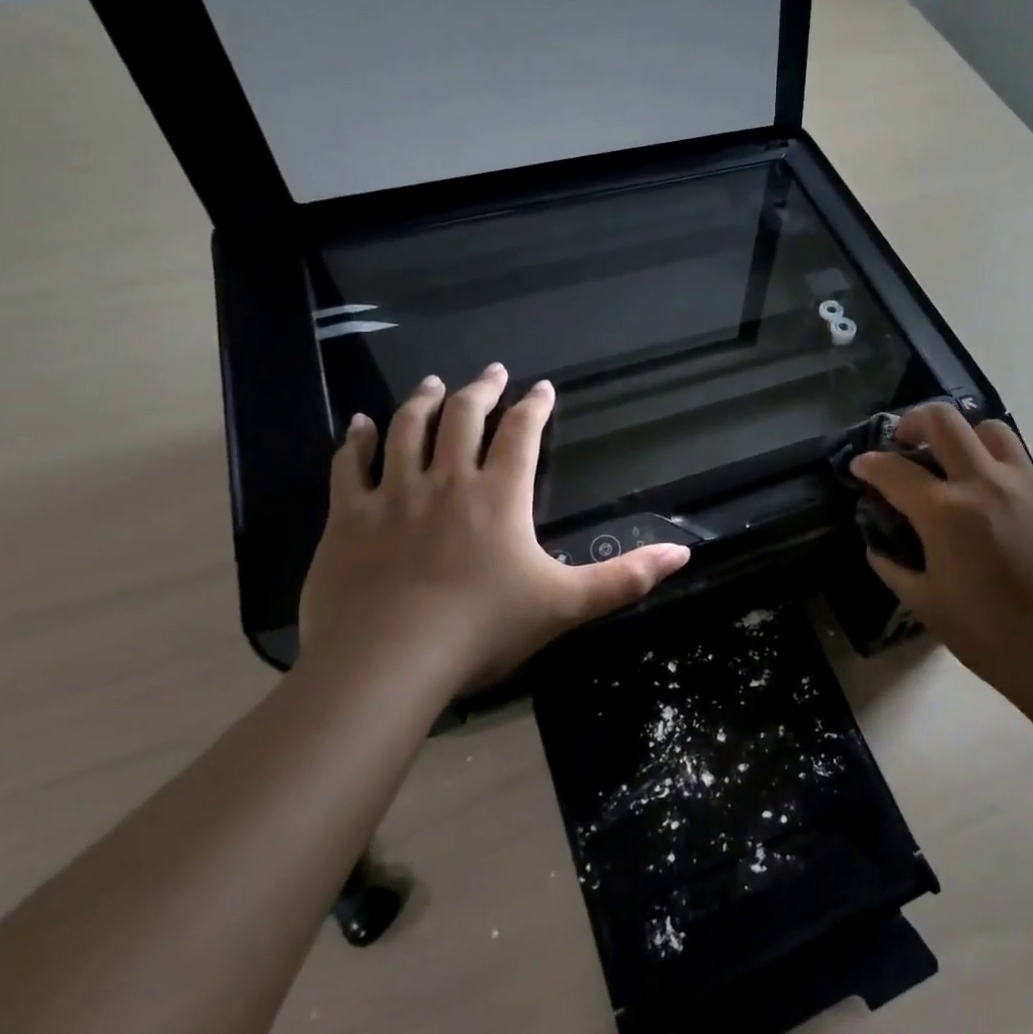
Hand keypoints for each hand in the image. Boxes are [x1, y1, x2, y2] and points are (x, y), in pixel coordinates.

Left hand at [298, 365, 689, 697]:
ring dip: (423, 401)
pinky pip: (350, 466)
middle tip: (491, 371)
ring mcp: (393, 496)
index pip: (521, 434)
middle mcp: (447, 481)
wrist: (387, 662)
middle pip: (464, 419)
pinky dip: (356, 440)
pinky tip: (358, 423)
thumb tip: (683, 552)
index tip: (541, 387)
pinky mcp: (349, 519)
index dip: (534, 407)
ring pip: (407, 430)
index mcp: (500, 495)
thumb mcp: (567, 604)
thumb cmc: (483, 629)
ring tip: (434, 383)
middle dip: (482, 390)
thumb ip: (626, 577)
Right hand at [849, 403, 1032, 697]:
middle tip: (907, 441)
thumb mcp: (927, 605)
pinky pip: (1023, 467)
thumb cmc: (992, 634)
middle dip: (915, 421)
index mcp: (945, 512)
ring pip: (991, 430)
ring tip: (960, 466)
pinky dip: (1000, 474)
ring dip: (965, 438)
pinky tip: (1002, 511)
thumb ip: (894, 569)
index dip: (869, 464)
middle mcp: (985, 483)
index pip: (894, 469)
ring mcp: (1029, 484)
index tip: (861, 466)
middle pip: (944, 419)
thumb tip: (878, 548)